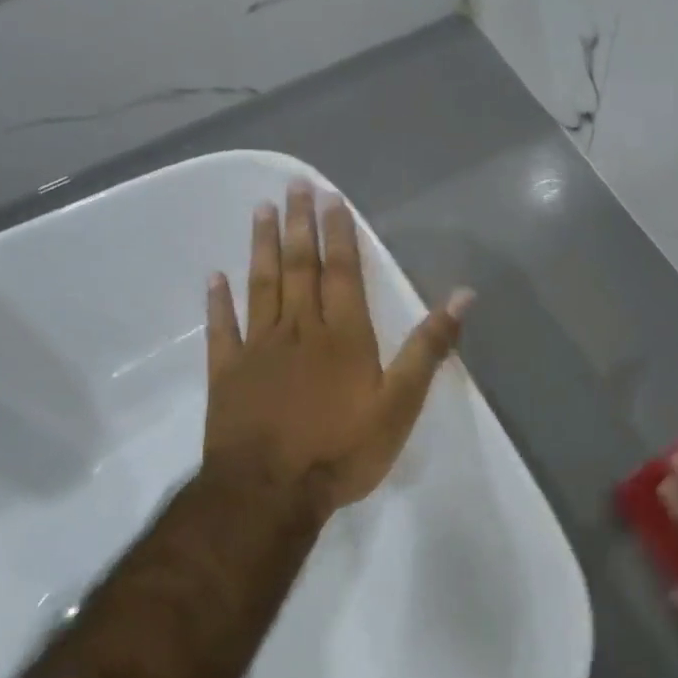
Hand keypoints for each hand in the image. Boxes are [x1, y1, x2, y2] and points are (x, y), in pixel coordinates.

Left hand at [204, 182, 471, 517]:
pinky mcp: (227, 373)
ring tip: (262, 210)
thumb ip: (428, 348)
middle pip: (300, 268)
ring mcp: (258, 349)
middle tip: (294, 185)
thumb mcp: (401, 404)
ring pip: (261, 286)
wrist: (271, 491)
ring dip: (262, 247)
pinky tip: (215, 277)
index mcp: (344, 336)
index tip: (331, 199)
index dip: (339, 235)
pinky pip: (222, 329)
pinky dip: (219, 301)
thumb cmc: (343, 450)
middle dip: (299, 225)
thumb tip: (462, 296)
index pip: (342, 273)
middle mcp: (299, 330)